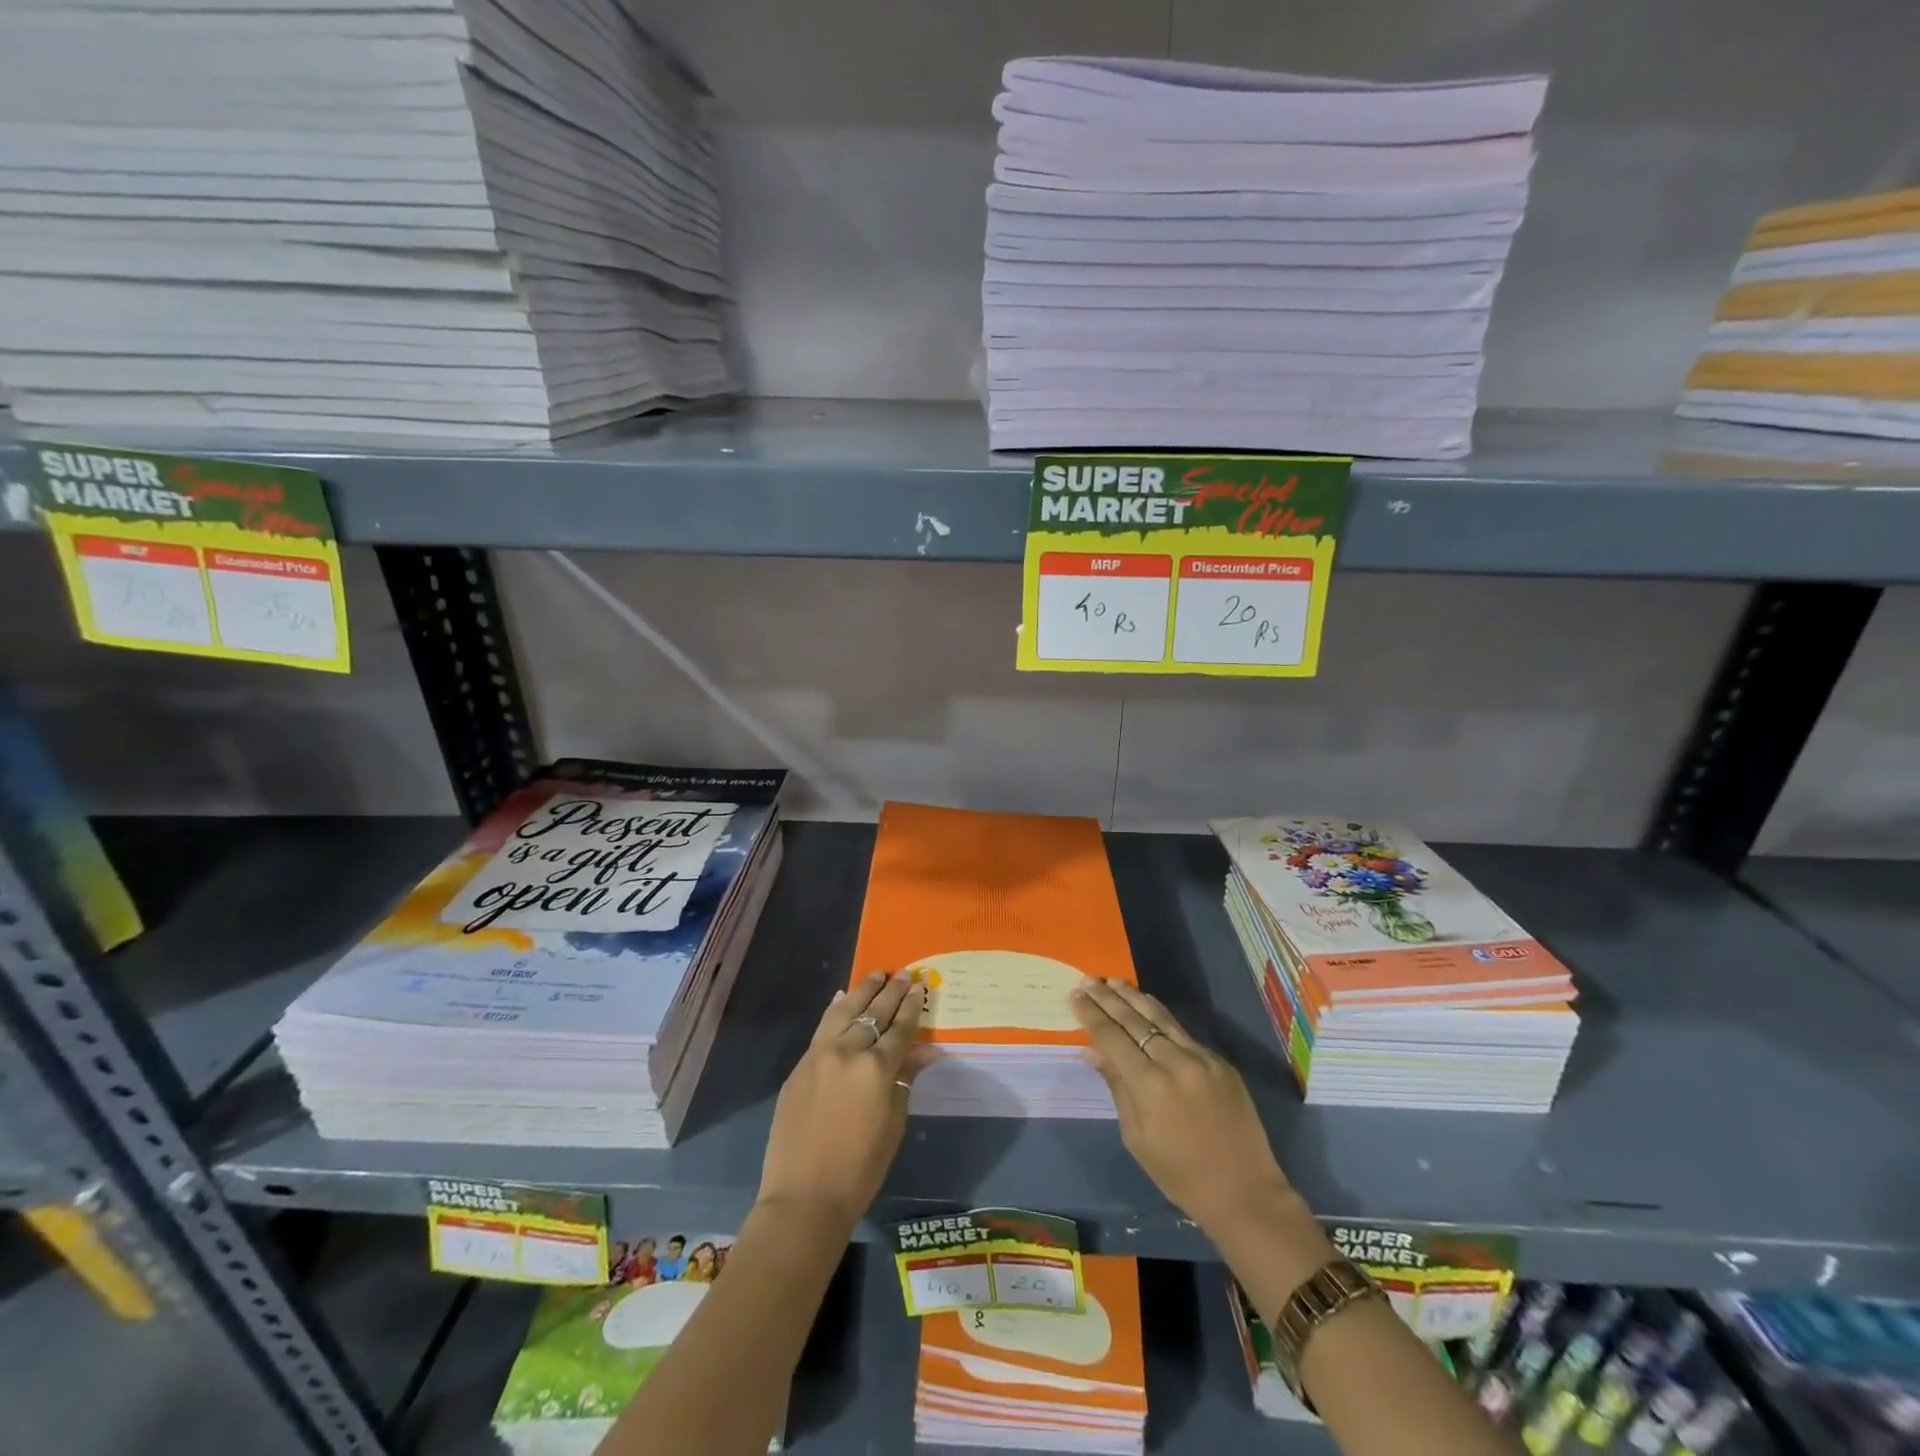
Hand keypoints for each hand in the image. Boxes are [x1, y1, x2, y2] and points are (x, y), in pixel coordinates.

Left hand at [757, 972, 927, 1229]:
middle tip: (903, 974)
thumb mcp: (894, 1123)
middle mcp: (848, 1051)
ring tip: (875, 974)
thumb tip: (923, 1052)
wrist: (804, 1197)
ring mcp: (819, 1055)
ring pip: (844, 1011)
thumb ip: (905, 1080)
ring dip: (862, 991)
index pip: (900, 1029)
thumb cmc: (861, 1169)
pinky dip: (835, 1010)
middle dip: (891, 992)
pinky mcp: (800, 1066)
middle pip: (874, 1013)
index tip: (920, 987)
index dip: (912, 1007)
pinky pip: (822, 1028)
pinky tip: (842, 998)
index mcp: (877, 1068)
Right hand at [1071, 978, 1295, 1238]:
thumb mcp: (1137, 1137)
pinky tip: (1148, 1006)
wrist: (1245, 1192)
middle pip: (1135, 1021)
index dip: (1092, 1015)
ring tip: (1114, 981)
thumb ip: (1117, 1087)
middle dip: (1108, 999)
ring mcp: (1202, 1059)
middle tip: (1088, 980)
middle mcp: (1176, 1062)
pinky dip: (1161, 1017)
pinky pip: (1183, 1032)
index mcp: (1151, 1085)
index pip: (1113, 1038)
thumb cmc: (1180, 1175)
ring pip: (1161, 1018)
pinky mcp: (1221, 1062)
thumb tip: (1093, 1051)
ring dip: (1135, 997)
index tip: (1075, 995)